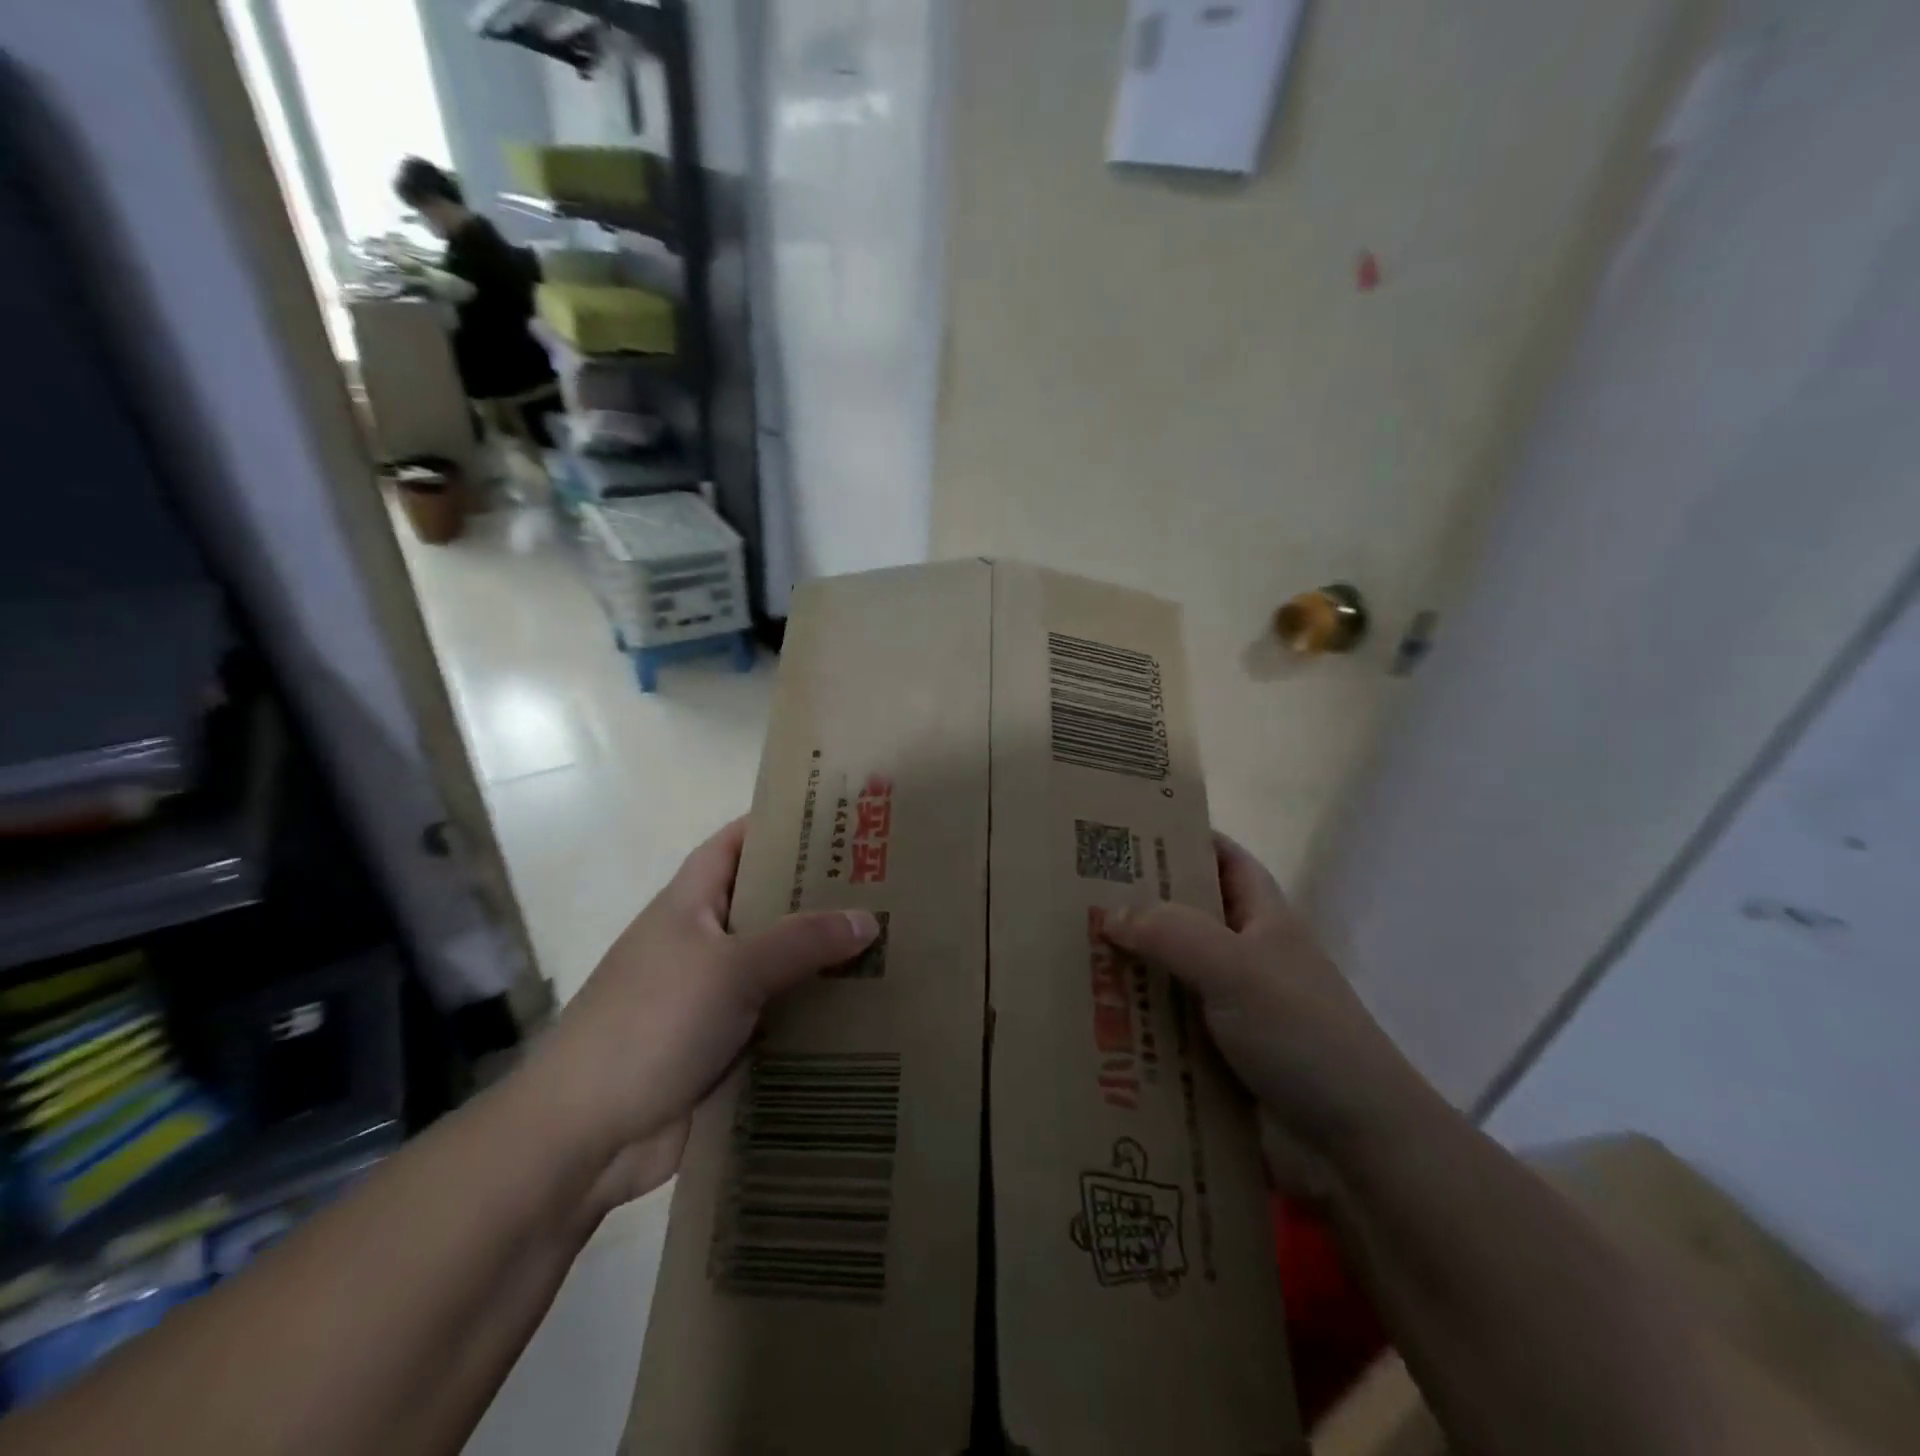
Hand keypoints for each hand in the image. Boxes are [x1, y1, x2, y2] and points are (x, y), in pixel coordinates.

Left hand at [526, 819, 878, 1194]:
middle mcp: (704, 942)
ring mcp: (713, 997)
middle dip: (820, 896)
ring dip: (825, 961)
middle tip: (885, 886)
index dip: (778, 825)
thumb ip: (802, 940)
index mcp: (691, 904)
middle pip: (768, 905)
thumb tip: (868, 919)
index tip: (836, 820)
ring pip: (780, 966)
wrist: (585, 1135)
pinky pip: (780, 1019)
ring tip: (892, 945)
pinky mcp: (726, 1046)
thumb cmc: (651, 1023)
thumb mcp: (731, 968)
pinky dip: (815, 1015)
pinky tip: (867, 1012)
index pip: (736, 843)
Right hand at [1103, 834, 1419, 1153]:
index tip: (1125, 829)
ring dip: (1122, 971)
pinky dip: (1128, 1025)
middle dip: (1134, 906)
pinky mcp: (1211, 1059)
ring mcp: (1227, 1011)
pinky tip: (1083, 1023)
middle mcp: (1242, 957)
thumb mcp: (1237, 967)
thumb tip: (1109, 915)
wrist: (1355, 1147)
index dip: (1184, 837)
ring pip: (1164, 976)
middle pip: (1181, 917)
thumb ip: (1171, 933)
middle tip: (1071, 896)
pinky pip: (1160, 1030)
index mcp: (1262, 919)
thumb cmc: (1303, 1034)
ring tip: (1061, 956)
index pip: (1223, 859)